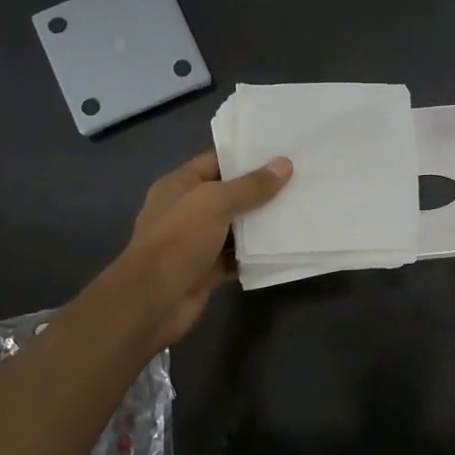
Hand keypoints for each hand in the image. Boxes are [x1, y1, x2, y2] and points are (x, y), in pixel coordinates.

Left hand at [110, 151, 291, 348]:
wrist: (153, 301)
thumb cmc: (178, 241)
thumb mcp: (214, 203)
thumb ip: (250, 186)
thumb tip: (284, 164)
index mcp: (180, 185)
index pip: (216, 161)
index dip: (247, 156)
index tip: (282, 153)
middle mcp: (188, 210)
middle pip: (230, 194)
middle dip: (261, 190)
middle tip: (300, 180)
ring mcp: (198, 241)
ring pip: (237, 227)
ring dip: (262, 223)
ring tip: (300, 210)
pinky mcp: (208, 269)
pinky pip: (238, 256)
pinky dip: (257, 253)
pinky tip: (285, 245)